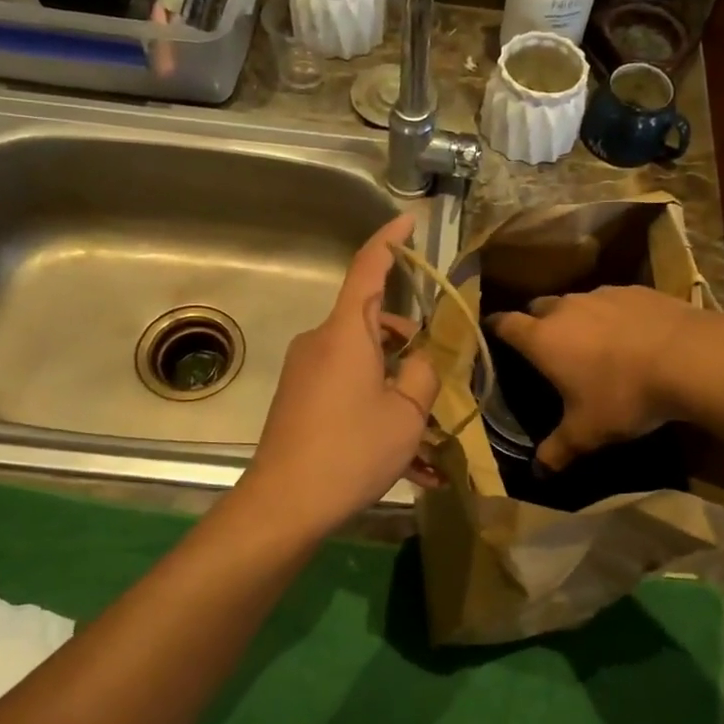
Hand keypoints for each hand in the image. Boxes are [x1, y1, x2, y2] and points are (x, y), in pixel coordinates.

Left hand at [241, 214, 440, 533]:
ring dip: (396, 387)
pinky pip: (347, 391)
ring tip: (429, 438)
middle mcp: (321, 343)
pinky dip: (376, 409)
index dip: (390, 241)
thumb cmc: (352, 449)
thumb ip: (422, 373)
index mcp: (347, 332)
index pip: (368, 268)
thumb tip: (419, 359)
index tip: (407, 220)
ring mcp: (306, 372)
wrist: (285, 503)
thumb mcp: (406, 412)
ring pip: (363, 364)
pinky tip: (406, 462)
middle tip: (437, 377)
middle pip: (372, 323)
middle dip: (408, 343)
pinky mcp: (299, 400)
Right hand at [487, 285, 722, 470]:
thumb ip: (558, 450)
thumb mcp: (588, 431)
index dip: (495, 328)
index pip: (505, 324)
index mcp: (543, 339)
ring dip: (576, 318)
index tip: (491, 333)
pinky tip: (630, 335)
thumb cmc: (624, 395)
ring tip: (591, 342)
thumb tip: (538, 472)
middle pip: (538, 307)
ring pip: (577, 302)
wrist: (690, 358)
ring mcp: (603, 294)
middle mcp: (566, 308)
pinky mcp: (636, 290)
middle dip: (535, 322)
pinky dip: (612, 315)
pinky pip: (612, 300)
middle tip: (545, 346)